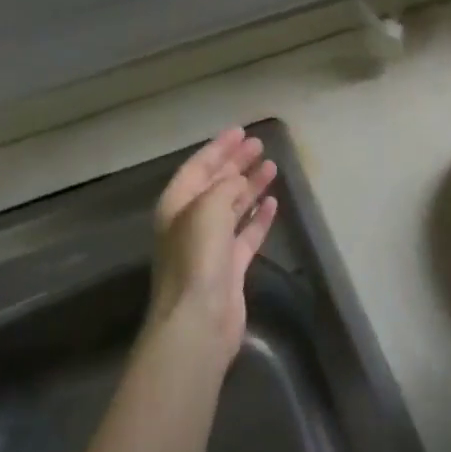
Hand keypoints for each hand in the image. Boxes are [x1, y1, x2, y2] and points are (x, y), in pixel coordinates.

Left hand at [148, 128, 278, 352]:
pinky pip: (246, 234)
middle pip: (215, 185)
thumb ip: (225, 188)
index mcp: (177, 205)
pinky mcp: (230, 266)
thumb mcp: (208, 209)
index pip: (198, 167)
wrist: (198, 319)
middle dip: (235, 164)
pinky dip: (258, 217)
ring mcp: (210, 245)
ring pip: (233, 207)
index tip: (240, 132)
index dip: (218, 148)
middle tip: (259, 145)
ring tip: (271, 167)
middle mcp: (191, 222)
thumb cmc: (197, 257)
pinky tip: (273, 203)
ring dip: (250, 187)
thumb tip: (238, 181)